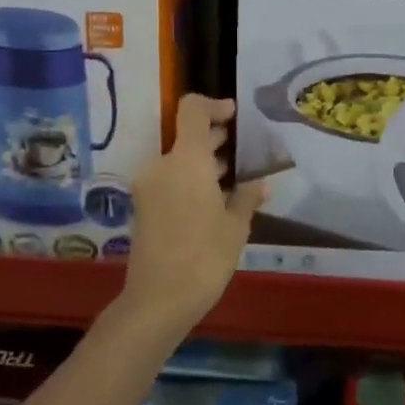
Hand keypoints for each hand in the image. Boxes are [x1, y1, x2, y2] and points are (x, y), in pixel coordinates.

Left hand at [119, 94, 266, 333]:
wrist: (159, 299)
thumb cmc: (204, 256)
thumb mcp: (235, 226)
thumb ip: (247, 197)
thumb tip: (261, 183)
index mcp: (186, 160)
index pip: (192, 110)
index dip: (213, 105)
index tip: (234, 114)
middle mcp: (162, 165)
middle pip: (186, 136)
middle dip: (213, 138)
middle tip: (241, 147)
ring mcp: (148, 187)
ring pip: (178, 160)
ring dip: (202, 162)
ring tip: (232, 176)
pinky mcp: (143, 207)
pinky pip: (169, 180)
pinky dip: (190, 180)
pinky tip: (214, 199)